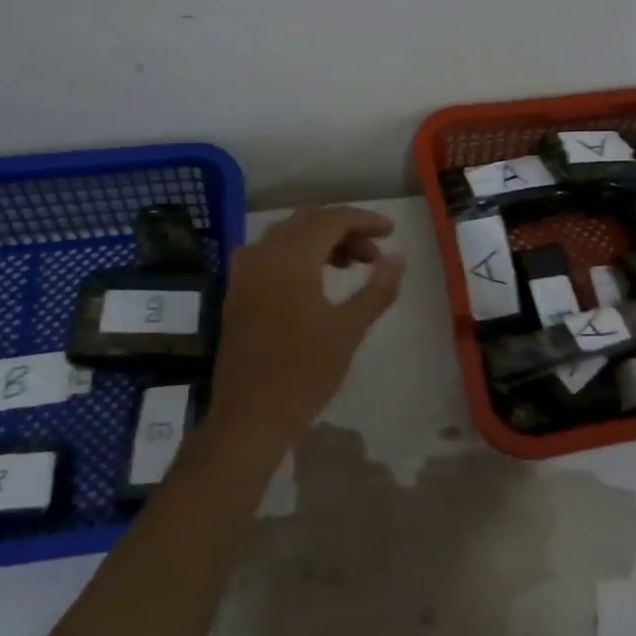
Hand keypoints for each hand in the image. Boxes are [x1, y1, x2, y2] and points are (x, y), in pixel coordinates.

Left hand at [210, 206, 405, 448]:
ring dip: (322, 241)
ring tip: (353, 266)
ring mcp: (244, 272)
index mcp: (291, 258)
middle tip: (375, 253)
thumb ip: (378, 288)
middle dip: (345, 229)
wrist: (250, 417)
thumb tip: (399, 257)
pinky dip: (298, 255)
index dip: (365, 220)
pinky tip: (317, 279)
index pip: (332, 219)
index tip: (392, 232)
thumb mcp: (349, 329)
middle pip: (308, 221)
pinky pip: (270, 254)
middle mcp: (263, 254)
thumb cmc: (305, 372)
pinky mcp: (237, 291)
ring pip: (288, 236)